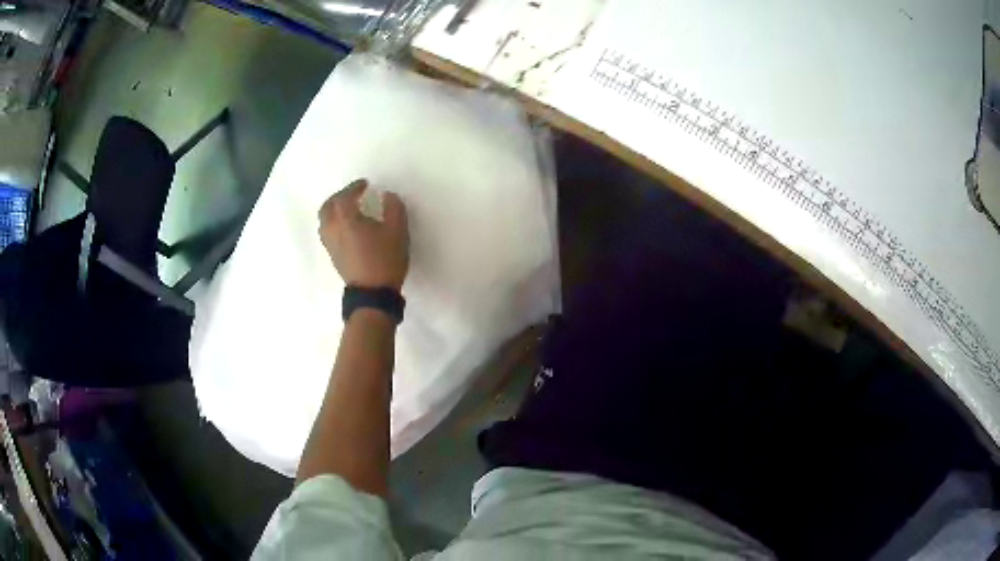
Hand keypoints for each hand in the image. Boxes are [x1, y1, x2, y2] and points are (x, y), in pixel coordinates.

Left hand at [318, 179, 409, 290]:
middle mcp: (332, 229)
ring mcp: (330, 244)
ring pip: (324, 220)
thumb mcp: (398, 230)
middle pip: (328, 207)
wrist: (372, 293)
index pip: (345, 196)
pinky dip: (334, 223)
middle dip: (339, 197)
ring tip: (348, 210)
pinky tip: (347, 229)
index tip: (365, 185)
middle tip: (353, 195)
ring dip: (334, 211)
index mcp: (346, 219)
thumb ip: (393, 207)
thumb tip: (387, 196)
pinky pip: (328, 232)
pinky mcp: (333, 256)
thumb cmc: (385, 259)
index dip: (354, 188)